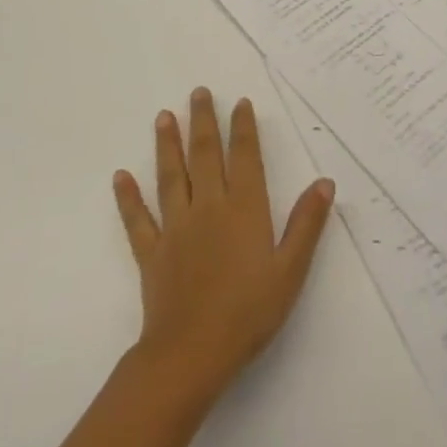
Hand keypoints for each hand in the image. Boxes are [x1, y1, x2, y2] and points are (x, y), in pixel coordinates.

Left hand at [113, 88, 334, 402]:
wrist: (191, 354)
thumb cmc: (248, 313)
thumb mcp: (290, 271)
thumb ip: (306, 224)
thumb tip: (325, 182)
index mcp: (244, 209)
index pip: (245, 158)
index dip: (244, 128)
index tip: (240, 102)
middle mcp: (209, 208)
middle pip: (205, 155)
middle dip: (203, 121)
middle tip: (198, 92)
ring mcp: (176, 228)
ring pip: (171, 176)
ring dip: (167, 145)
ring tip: (164, 116)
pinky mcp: (152, 252)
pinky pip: (138, 219)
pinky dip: (129, 197)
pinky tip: (120, 177)